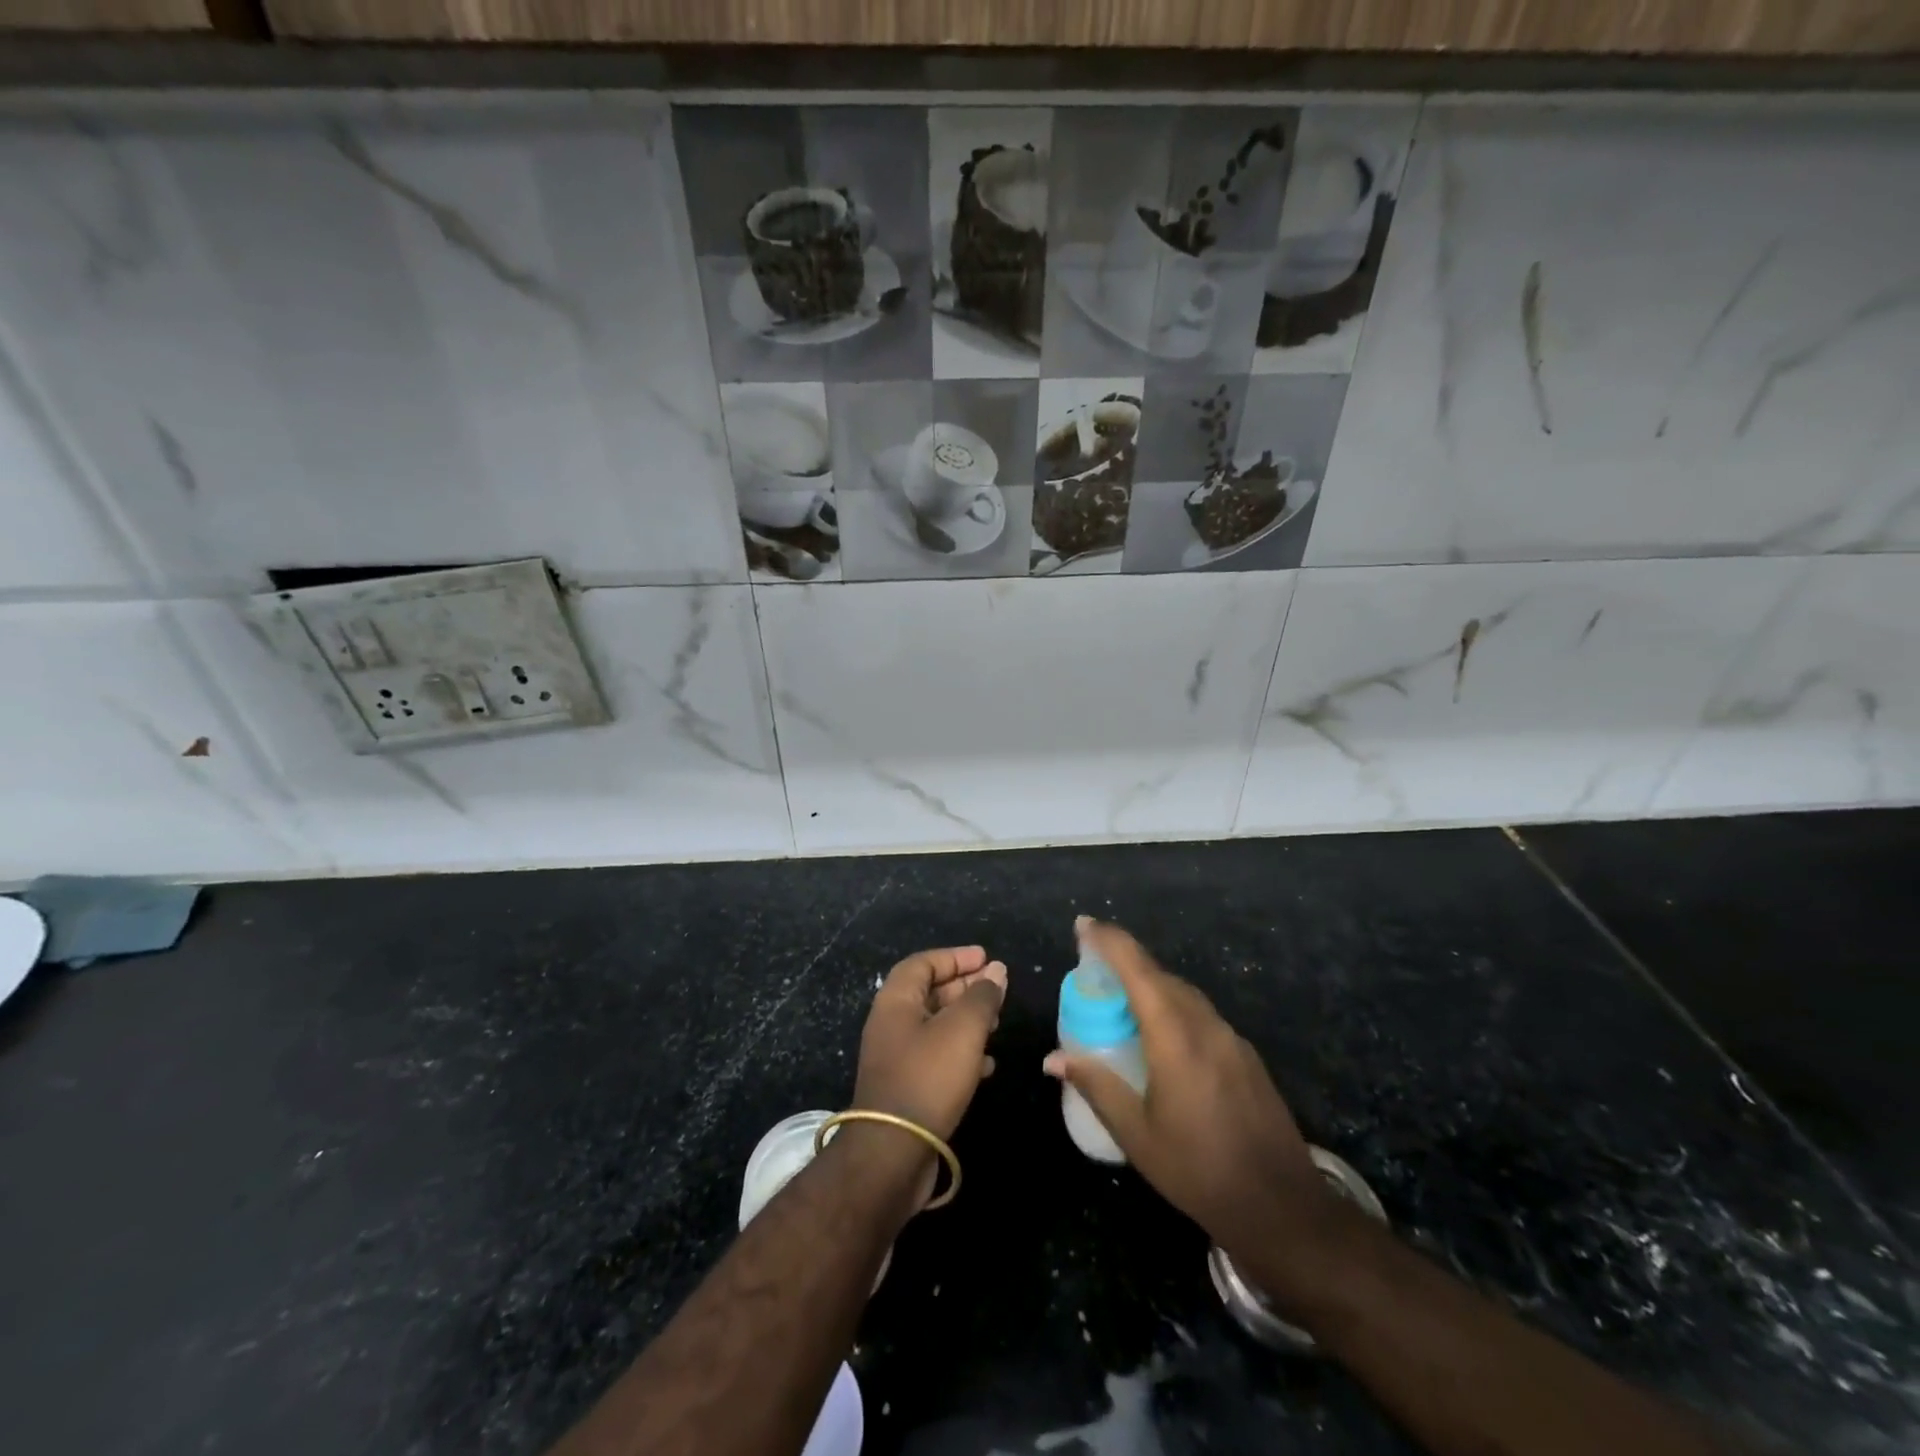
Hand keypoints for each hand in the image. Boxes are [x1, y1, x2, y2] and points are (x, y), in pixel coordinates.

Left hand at [854, 944, 1006, 1141]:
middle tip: (997, 989)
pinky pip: (937, 1057)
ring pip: (936, 1026)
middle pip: (930, 993)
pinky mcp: (906, 1088)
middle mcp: (891, 1024)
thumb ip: (982, 997)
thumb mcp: (962, 1030)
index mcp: (896, 1001)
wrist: (893, 1153)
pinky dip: (962, 1053)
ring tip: (997, 1023)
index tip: (986, 958)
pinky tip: (987, 1064)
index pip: (924, 963)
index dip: (955, 957)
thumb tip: (996, 971)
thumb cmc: (928, 1078)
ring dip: (967, 1020)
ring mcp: (897, 1058)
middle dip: (965, 987)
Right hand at [1043, 917, 1333, 1264]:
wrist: (1283, 1208)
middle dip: (1125, 960)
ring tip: (1121, 999)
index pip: (1137, 968)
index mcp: (1174, 1036)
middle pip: (1160, 975)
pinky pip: (1201, 1014)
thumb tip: (1053, 1059)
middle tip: (1092, 967)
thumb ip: (1096, 1086)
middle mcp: (1205, 1025)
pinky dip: (1173, 1007)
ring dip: (1150, 984)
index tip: (1082, 925)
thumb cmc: (1199, 1171)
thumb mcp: (1136, 1134)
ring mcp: (1231, 1038)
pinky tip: (1162, 1036)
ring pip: (1184, 993)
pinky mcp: (1246, 1056)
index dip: (1108, 940)